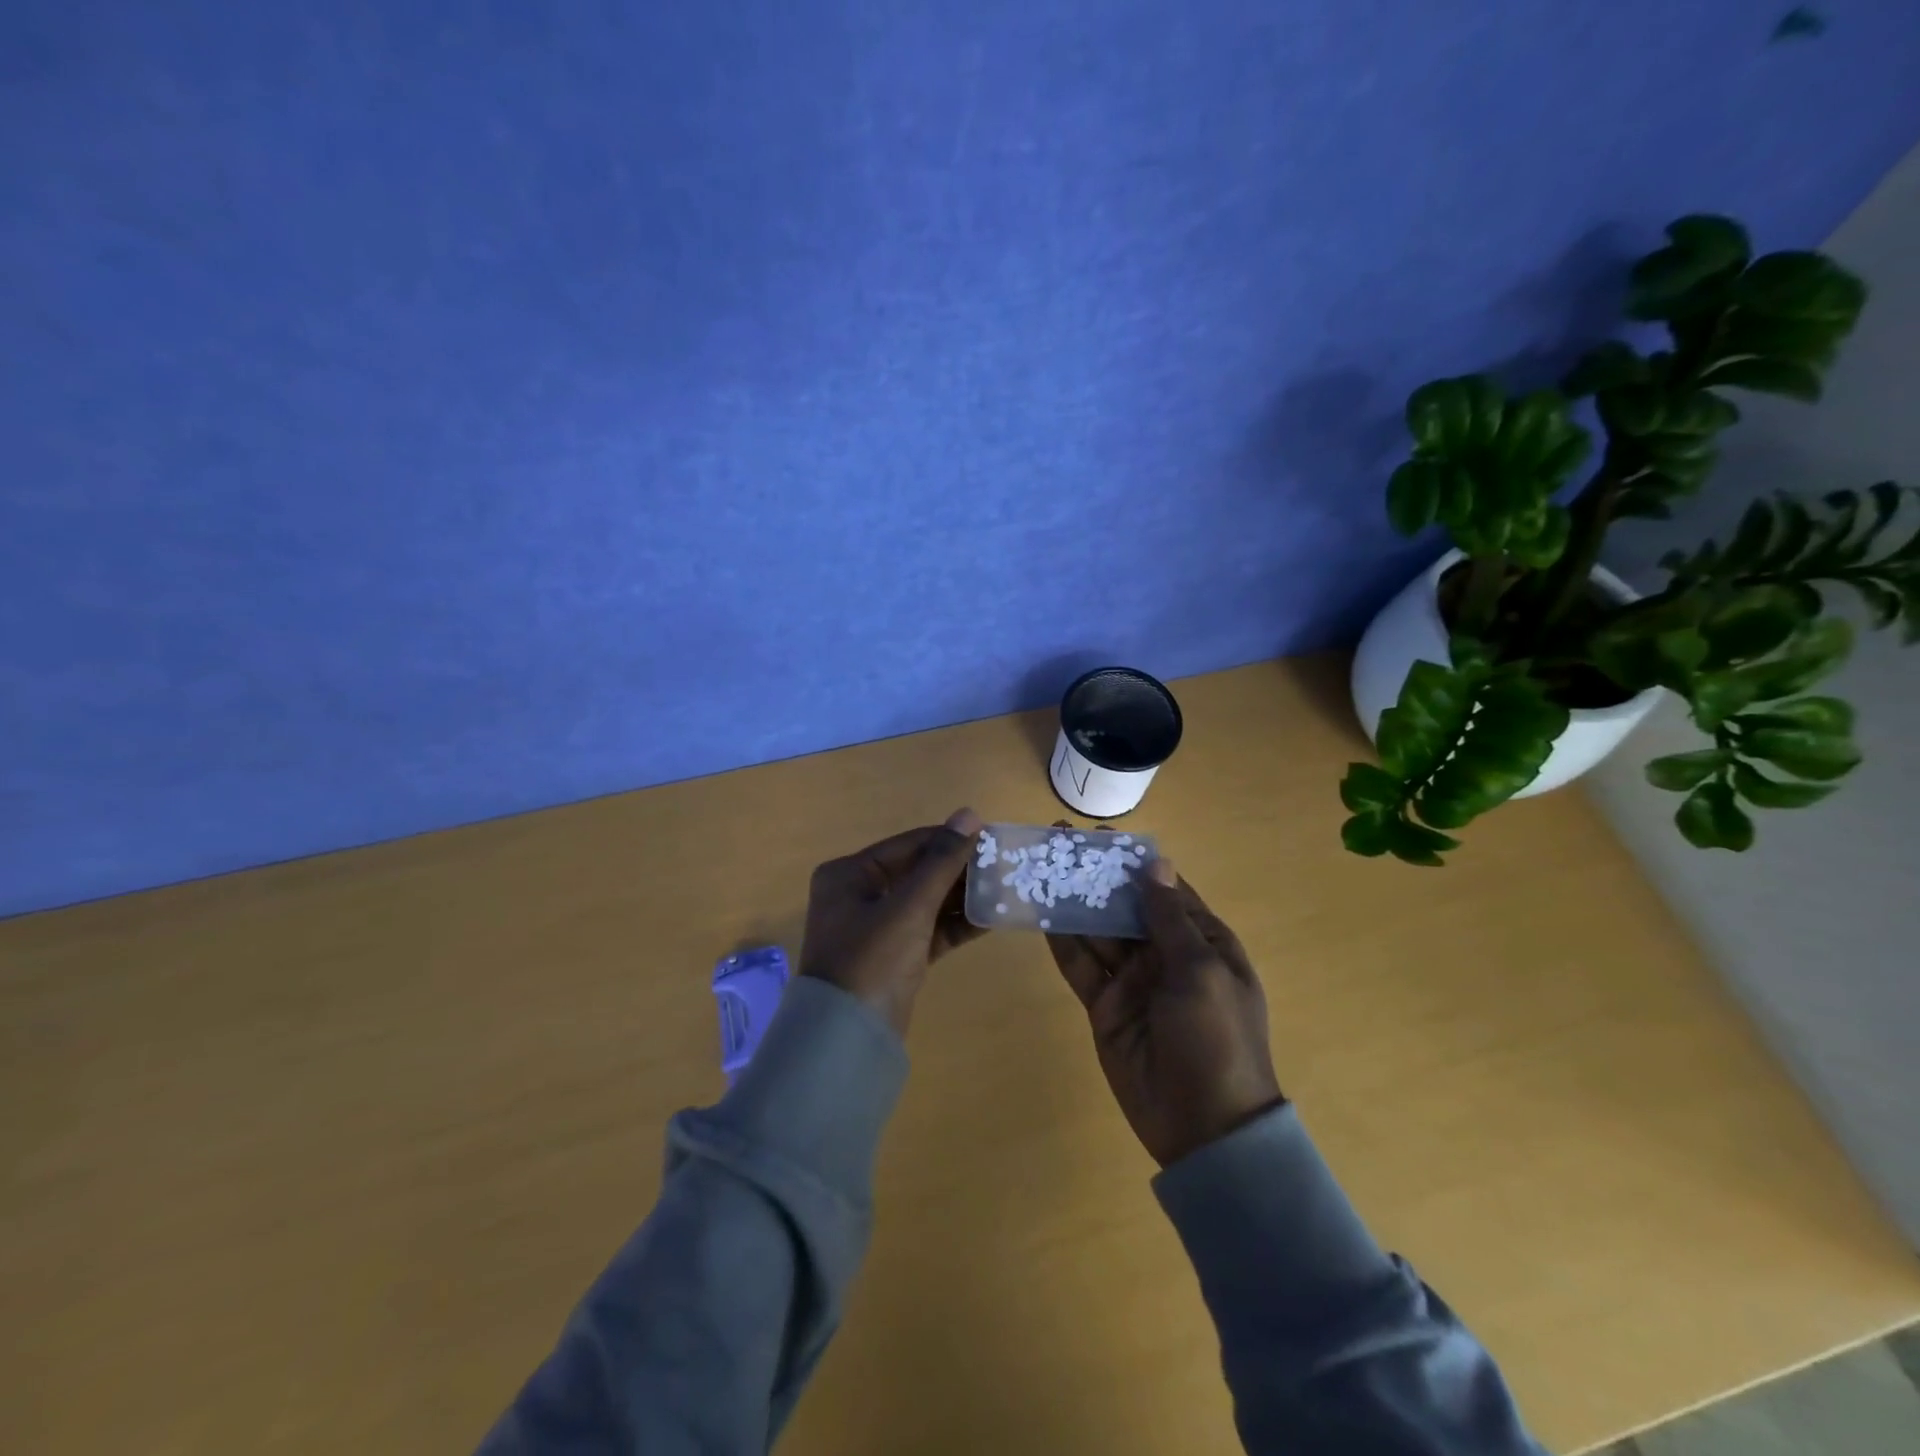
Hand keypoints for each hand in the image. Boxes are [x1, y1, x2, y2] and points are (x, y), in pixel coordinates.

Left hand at [798, 808, 985, 1037]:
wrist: (847, 1042)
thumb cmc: (871, 961)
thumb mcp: (909, 908)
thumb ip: (942, 862)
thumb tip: (970, 814)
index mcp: (849, 874)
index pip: (909, 845)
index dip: (950, 840)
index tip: (992, 837)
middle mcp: (859, 895)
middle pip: (918, 872)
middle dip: (959, 871)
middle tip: (1004, 865)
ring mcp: (876, 927)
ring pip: (926, 902)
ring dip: (962, 897)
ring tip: (1006, 888)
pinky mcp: (894, 956)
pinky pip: (929, 930)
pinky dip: (955, 925)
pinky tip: (992, 918)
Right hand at [1047, 857, 1284, 1167]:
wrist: (1204, 1126)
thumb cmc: (1216, 1038)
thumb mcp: (1200, 971)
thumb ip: (1170, 918)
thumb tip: (1155, 863)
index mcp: (1202, 942)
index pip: (1165, 889)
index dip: (1134, 862)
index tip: (1101, 835)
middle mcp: (1165, 955)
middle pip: (1125, 905)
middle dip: (1096, 876)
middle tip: (1058, 842)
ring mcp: (1132, 980)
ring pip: (1098, 931)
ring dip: (1073, 901)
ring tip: (1039, 866)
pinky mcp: (1104, 1005)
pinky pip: (1080, 965)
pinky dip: (1061, 940)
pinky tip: (1038, 911)